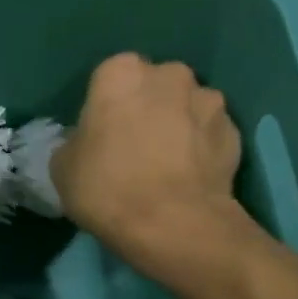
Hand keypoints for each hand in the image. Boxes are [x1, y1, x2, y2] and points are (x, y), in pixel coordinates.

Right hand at [51, 54, 246, 263]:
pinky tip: (189, 176)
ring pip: (186, 106)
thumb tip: (88, 141)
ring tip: (166, 163)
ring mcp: (209, 100)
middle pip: (154, 85)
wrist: (173, 224)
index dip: (105, 105)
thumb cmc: (106, 187)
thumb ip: (77, 141)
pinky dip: (200, 147)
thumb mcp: (62, 166)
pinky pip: (209, 133)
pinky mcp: (235, 132)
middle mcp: (169, 74)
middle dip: (146, 106)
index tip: (101, 133)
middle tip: (133, 145)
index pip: (110, 77)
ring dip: (177, 124)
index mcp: (121, 74)